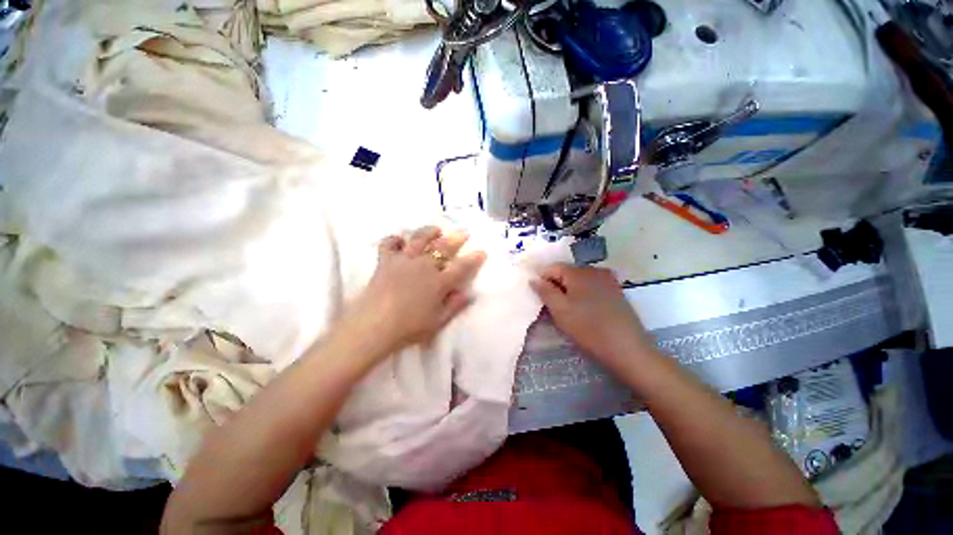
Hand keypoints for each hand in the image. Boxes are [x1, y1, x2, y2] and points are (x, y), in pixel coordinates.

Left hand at [346, 226, 486, 356]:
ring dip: (429, 232)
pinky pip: (389, 243)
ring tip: (436, 229)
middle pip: (443, 247)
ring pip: (419, 239)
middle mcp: (424, 266)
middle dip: (456, 238)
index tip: (482, 251)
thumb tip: (468, 294)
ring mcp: (404, 261)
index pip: (461, 267)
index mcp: (439, 282)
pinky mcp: (385, 261)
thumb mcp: (437, 322)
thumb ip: (454, 306)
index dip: (474, 259)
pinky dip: (395, 239)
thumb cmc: (409, 328)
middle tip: (464, 232)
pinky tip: (400, 240)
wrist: (374, 326)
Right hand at [530, 264, 656, 374]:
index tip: (539, 297)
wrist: (628, 349)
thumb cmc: (588, 328)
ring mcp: (608, 280)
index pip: (552, 267)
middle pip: (566, 273)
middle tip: (553, 307)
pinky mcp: (616, 291)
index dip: (542, 280)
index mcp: (578, 272)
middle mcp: (594, 270)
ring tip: (569, 311)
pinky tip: (585, 311)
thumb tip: (534, 279)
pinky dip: (583, 295)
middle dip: (556, 286)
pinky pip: (591, 287)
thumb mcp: (560, 310)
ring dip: (569, 292)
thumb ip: (545, 291)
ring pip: (579, 281)